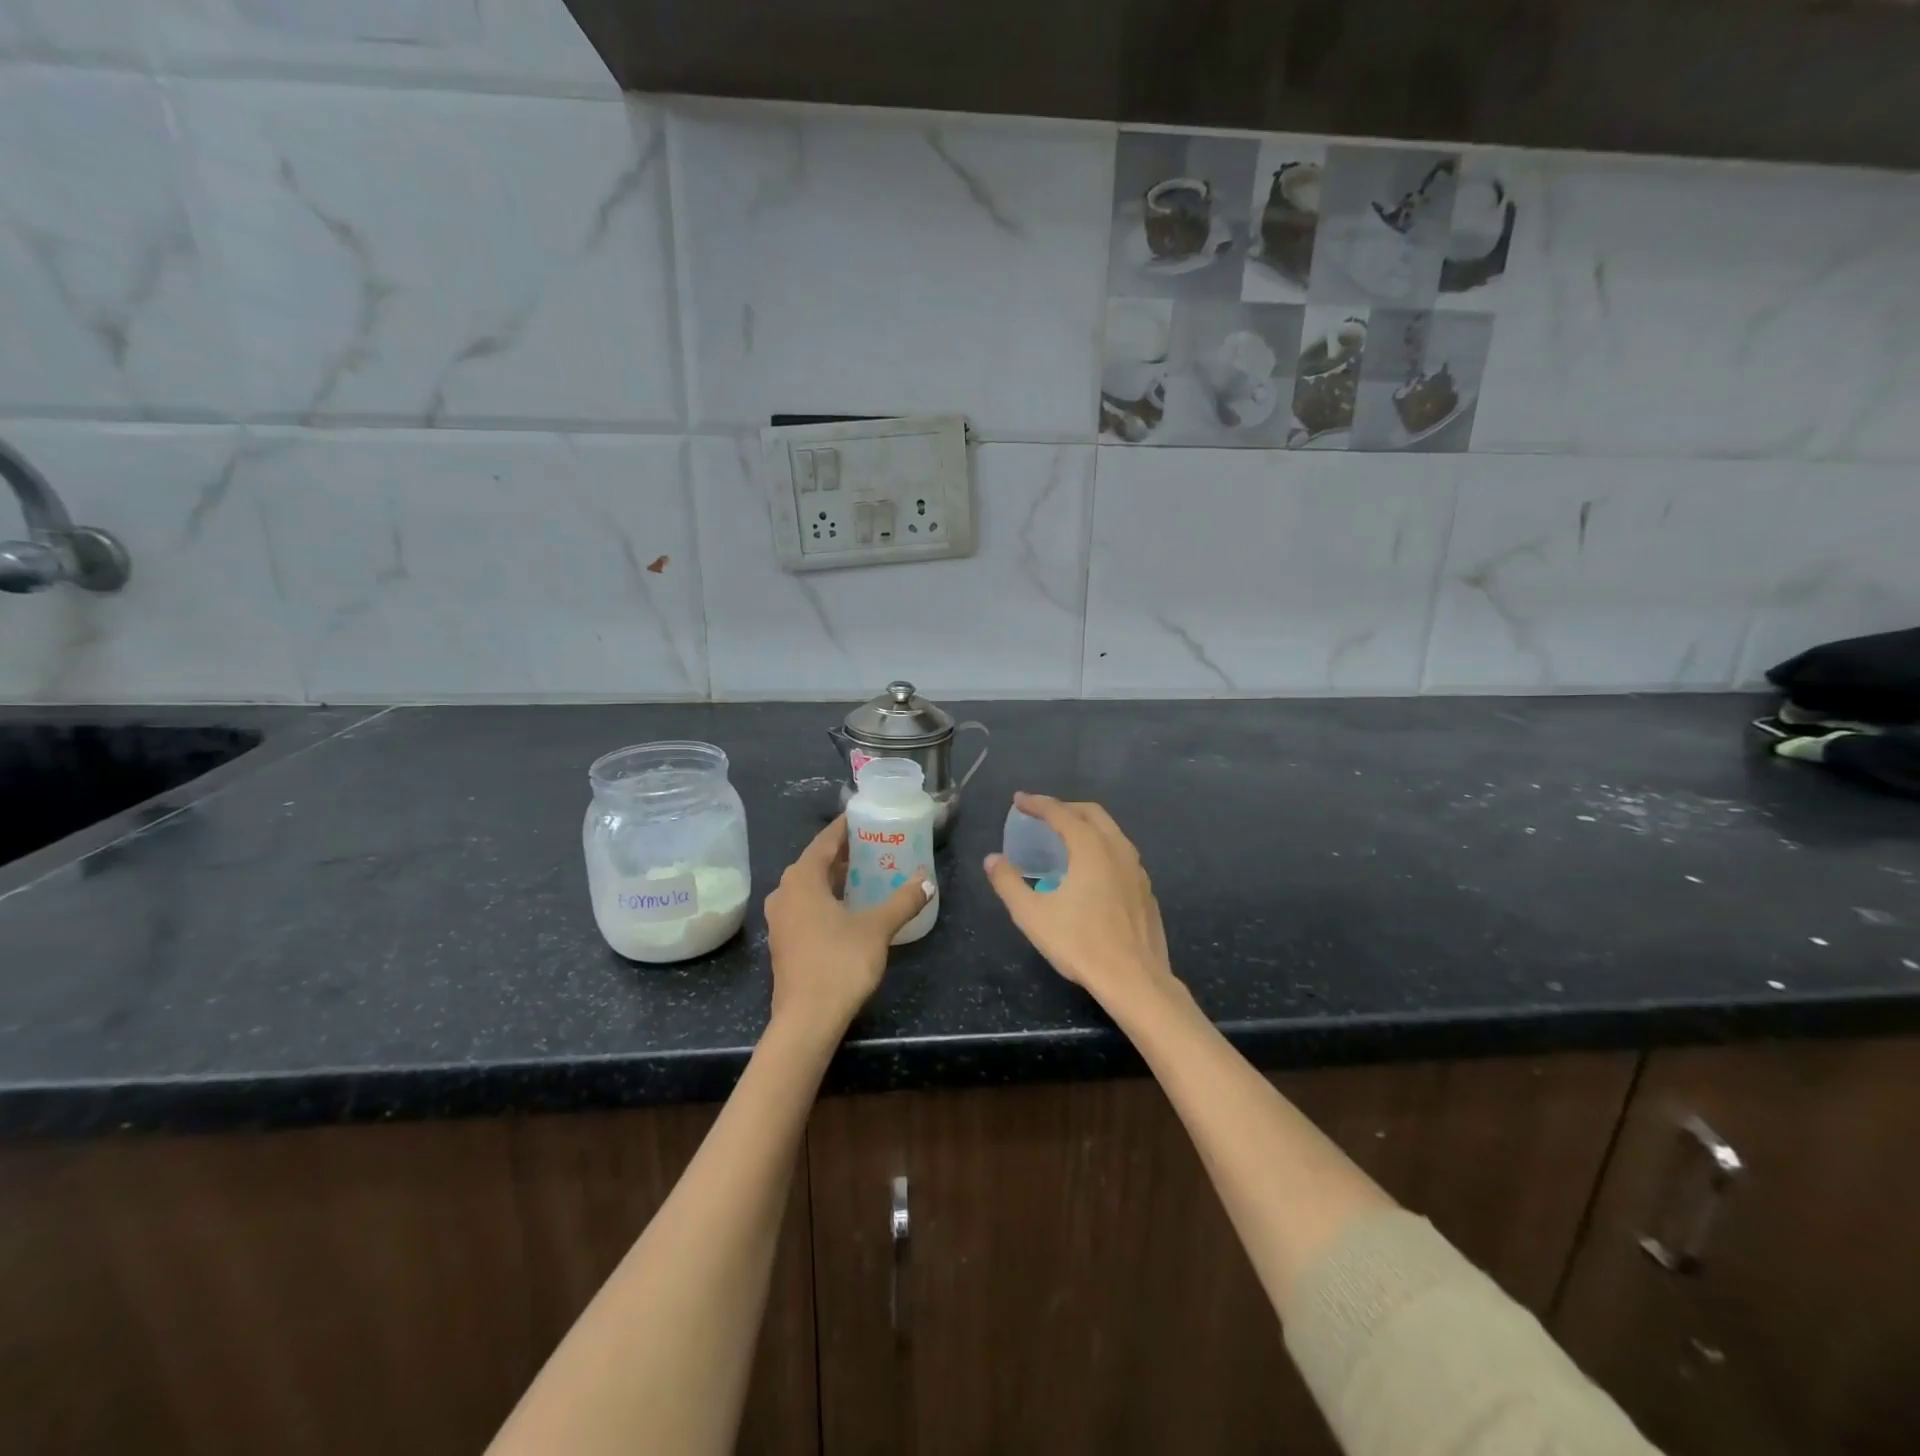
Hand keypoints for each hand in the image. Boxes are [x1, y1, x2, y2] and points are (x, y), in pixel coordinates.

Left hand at [764, 816, 931, 1035]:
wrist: (806, 1020)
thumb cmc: (839, 963)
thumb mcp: (877, 928)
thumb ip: (903, 900)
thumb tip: (927, 880)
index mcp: (802, 879)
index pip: (825, 841)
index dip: (845, 828)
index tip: (865, 817)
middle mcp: (785, 892)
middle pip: (815, 862)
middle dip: (844, 853)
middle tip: (874, 845)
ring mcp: (781, 919)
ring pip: (809, 886)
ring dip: (835, 878)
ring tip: (867, 873)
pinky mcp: (784, 941)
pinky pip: (806, 906)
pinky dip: (826, 898)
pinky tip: (850, 907)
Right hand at [983, 793, 1176, 1007]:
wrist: (1135, 980)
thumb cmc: (1080, 944)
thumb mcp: (1032, 915)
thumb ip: (1008, 883)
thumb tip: (992, 859)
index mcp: (1091, 848)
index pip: (1060, 813)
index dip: (1037, 804)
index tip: (1018, 800)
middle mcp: (1117, 849)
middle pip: (1091, 813)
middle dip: (1064, 807)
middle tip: (1041, 814)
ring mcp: (1137, 869)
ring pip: (1111, 832)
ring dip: (1086, 825)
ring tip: (1064, 838)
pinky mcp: (1146, 890)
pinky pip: (1121, 853)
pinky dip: (1101, 846)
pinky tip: (1090, 870)